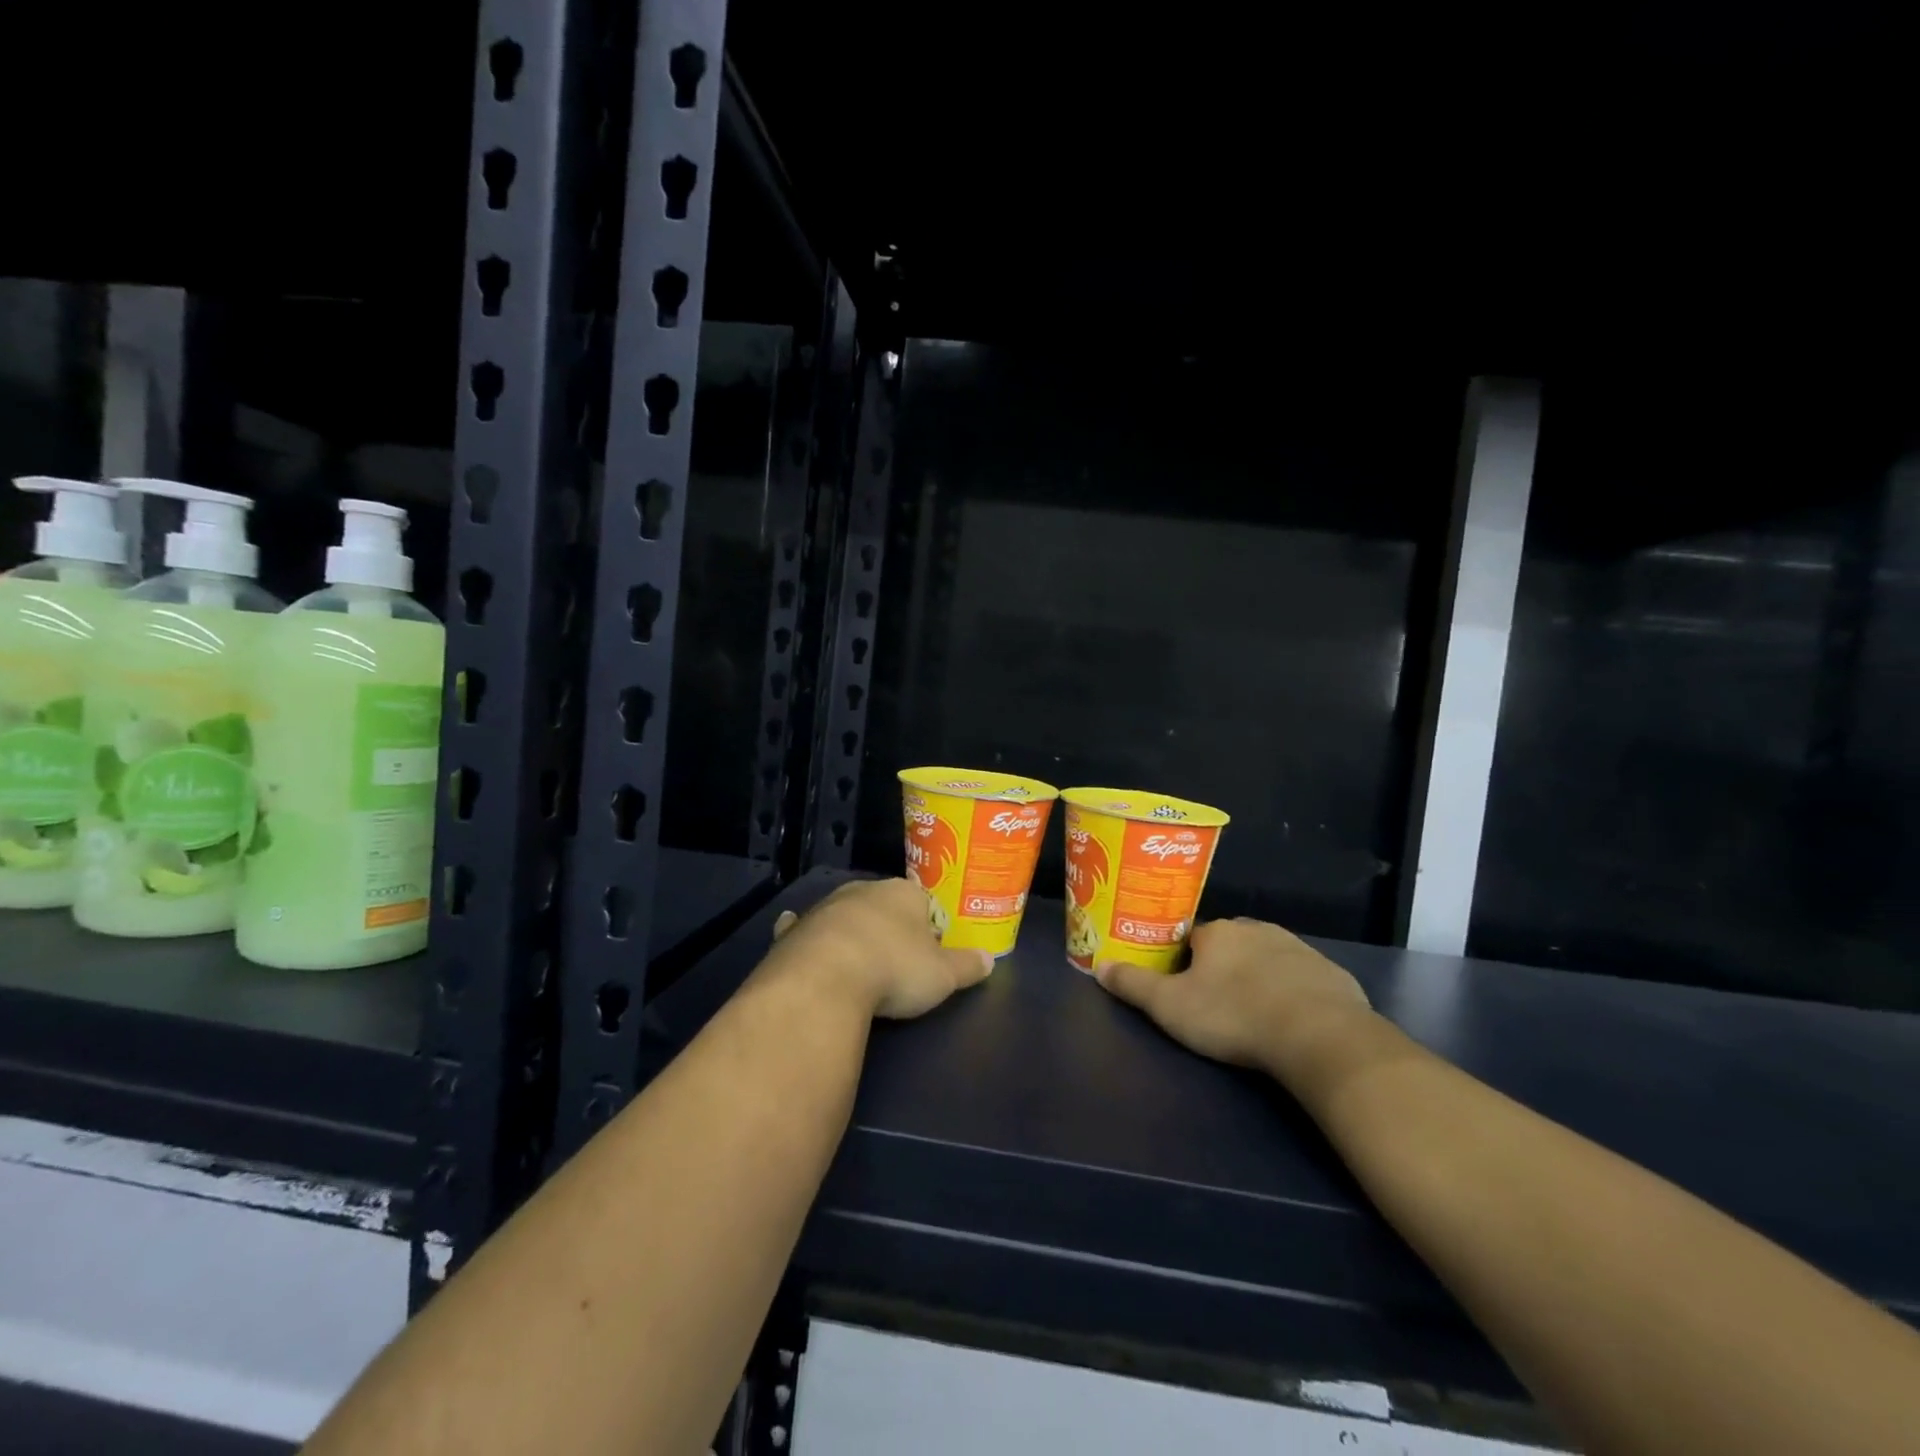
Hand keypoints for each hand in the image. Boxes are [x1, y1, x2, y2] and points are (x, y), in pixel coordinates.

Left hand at [766, 877, 992, 1019]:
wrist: (825, 980)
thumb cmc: (894, 969)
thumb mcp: (942, 975)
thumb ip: (966, 966)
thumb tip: (990, 960)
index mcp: (903, 893)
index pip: (923, 901)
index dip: (928, 924)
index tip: (930, 948)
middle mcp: (864, 890)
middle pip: (882, 904)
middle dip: (889, 924)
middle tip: (896, 955)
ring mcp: (826, 908)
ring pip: (844, 913)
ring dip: (851, 929)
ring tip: (858, 959)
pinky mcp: (795, 931)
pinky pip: (803, 927)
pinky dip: (804, 931)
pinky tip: (799, 937)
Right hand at [1095, 918, 1370, 1080]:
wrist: (1319, 1036)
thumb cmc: (1234, 1015)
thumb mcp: (1171, 1006)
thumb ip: (1133, 985)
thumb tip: (1098, 966)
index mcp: (1217, 932)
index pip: (1191, 938)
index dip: (1184, 962)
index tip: (1182, 986)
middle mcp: (1257, 929)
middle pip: (1230, 945)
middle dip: (1222, 968)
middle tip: (1216, 1003)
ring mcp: (1298, 948)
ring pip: (1267, 959)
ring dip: (1258, 978)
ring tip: (1253, 1015)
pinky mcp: (1331, 973)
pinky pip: (1302, 979)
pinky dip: (1293, 994)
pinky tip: (1291, 1022)